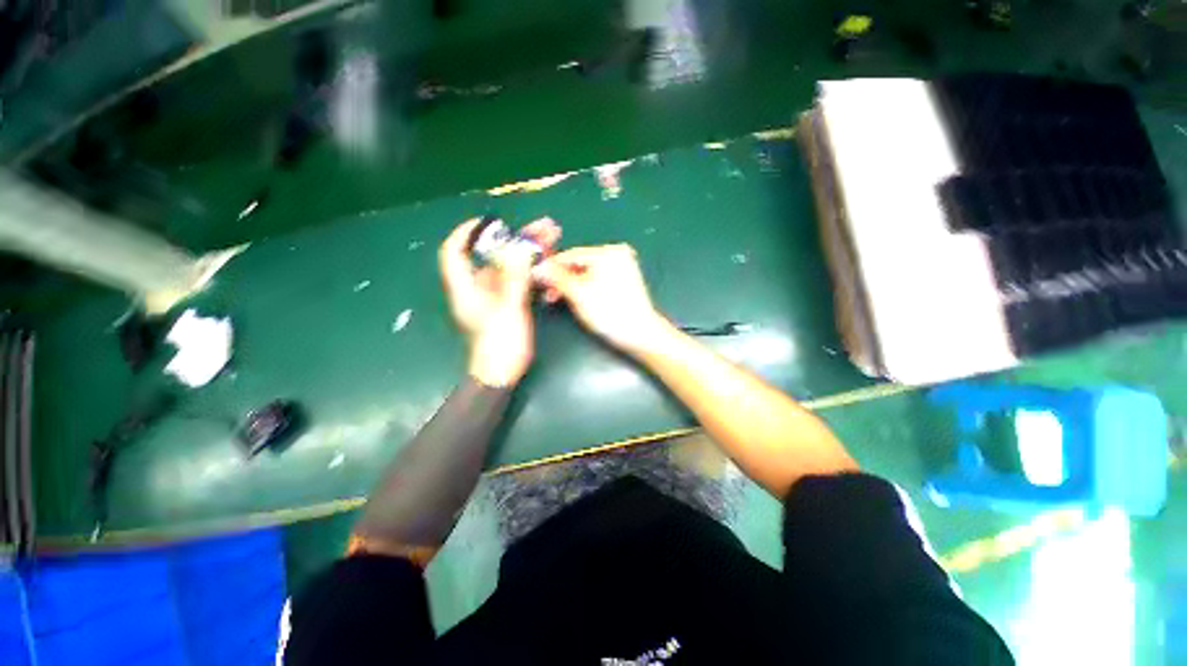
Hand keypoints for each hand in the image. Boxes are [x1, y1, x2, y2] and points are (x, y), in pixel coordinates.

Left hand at [439, 218, 558, 386]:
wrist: (502, 374)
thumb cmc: (499, 344)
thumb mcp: (508, 309)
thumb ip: (514, 278)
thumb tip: (520, 248)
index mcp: (466, 288)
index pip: (454, 251)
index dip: (468, 232)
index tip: (491, 221)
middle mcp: (477, 288)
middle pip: (491, 256)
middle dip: (516, 239)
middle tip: (541, 228)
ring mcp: (494, 297)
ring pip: (508, 267)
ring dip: (528, 253)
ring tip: (552, 239)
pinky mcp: (507, 305)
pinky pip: (518, 281)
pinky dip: (531, 270)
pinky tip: (548, 263)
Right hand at [535, 244, 668, 354]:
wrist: (640, 333)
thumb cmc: (609, 313)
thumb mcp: (579, 295)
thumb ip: (557, 278)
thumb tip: (537, 267)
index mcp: (608, 253)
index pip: (570, 255)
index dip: (551, 267)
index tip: (536, 278)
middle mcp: (617, 253)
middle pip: (579, 264)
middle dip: (561, 279)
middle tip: (547, 294)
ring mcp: (623, 265)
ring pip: (587, 272)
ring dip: (571, 284)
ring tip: (558, 299)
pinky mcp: (625, 278)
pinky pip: (598, 278)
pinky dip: (585, 286)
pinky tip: (575, 297)